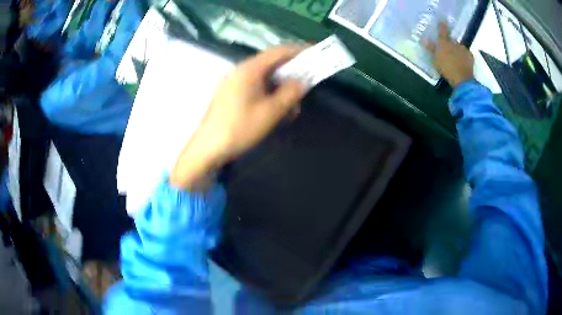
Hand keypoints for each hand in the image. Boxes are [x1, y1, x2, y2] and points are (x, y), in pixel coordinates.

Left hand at [170, 46, 305, 189]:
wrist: (208, 148)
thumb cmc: (240, 128)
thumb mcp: (271, 112)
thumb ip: (290, 93)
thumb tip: (301, 82)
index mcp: (250, 69)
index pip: (279, 51)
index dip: (299, 50)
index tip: (315, 53)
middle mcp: (240, 70)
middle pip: (271, 64)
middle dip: (291, 73)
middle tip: (305, 85)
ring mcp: (233, 82)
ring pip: (264, 77)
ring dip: (280, 88)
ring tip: (291, 106)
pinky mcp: (230, 94)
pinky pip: (254, 87)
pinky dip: (268, 94)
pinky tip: (274, 110)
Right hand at [424, 22, 474, 87]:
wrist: (462, 79)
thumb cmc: (446, 69)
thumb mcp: (435, 60)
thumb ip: (431, 49)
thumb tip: (424, 40)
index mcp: (444, 43)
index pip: (442, 31)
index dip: (442, 25)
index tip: (442, 19)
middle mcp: (454, 43)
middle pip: (452, 40)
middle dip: (450, 42)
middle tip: (448, 49)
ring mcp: (463, 49)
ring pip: (459, 47)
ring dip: (457, 50)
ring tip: (456, 58)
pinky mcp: (470, 56)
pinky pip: (466, 54)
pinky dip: (464, 56)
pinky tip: (463, 62)